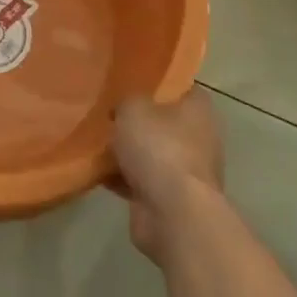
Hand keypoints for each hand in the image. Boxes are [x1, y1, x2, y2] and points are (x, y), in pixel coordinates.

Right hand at [113, 90, 223, 260]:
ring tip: (97, 142)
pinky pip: (142, 181)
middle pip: (164, 123)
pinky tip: (97, 172)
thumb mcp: (133, 108)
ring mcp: (187, 172)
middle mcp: (199, 138)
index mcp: (199, 109)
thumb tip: (123, 109)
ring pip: (152, 154)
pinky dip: (123, 179)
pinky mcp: (172, 199)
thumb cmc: (159, 148)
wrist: (172, 213)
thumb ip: (127, 101)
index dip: (158, 84)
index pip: (181, 87)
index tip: (132, 83)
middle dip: (139, 121)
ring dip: (130, 153)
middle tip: (109, 113)